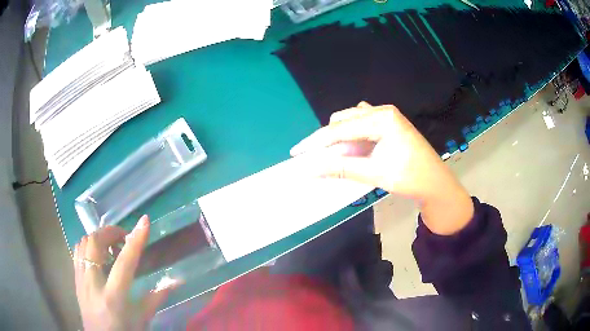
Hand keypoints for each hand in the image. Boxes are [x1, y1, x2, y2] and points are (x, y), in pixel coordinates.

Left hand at [73, 216, 179, 330]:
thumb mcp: (141, 320)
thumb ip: (155, 299)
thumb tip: (175, 282)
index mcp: (113, 298)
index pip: (124, 263)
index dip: (135, 240)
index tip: (145, 221)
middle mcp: (93, 284)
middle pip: (95, 244)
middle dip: (110, 232)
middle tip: (123, 237)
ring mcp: (80, 280)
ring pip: (83, 243)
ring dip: (98, 237)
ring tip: (111, 245)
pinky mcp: (75, 279)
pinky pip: (78, 251)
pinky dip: (88, 244)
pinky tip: (98, 253)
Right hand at [291, 102, 472, 234]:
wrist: (436, 183)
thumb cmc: (410, 178)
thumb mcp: (374, 173)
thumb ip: (340, 168)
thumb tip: (309, 170)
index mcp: (381, 118)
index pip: (339, 128)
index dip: (315, 142)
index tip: (296, 152)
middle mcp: (382, 111)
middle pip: (343, 120)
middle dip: (327, 140)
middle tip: (317, 160)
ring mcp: (386, 115)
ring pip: (351, 121)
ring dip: (339, 137)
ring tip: (334, 157)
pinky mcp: (388, 124)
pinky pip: (361, 124)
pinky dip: (351, 136)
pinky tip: (351, 149)